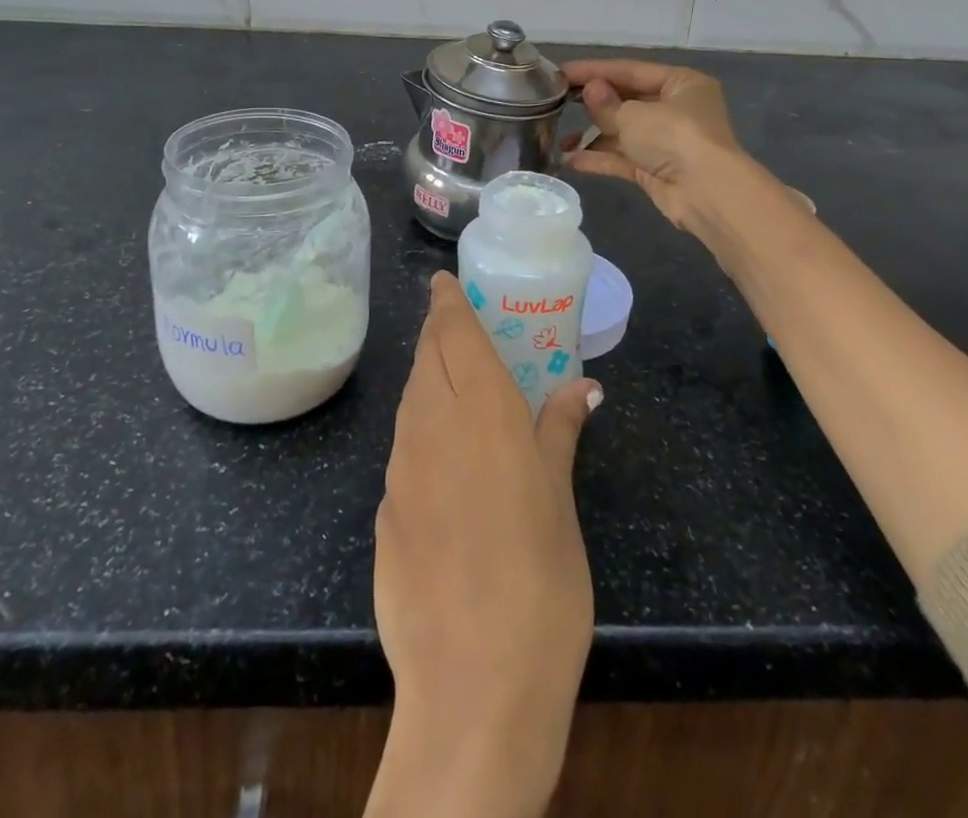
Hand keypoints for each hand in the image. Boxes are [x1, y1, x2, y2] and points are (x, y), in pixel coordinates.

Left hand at [369, 273, 600, 817]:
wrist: (473, 686)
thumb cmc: (540, 581)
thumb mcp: (561, 500)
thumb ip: (560, 431)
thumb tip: (582, 387)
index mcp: (482, 411)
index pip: (454, 332)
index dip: (447, 301)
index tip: (444, 281)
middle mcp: (432, 425)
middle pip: (426, 356)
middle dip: (438, 332)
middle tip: (457, 324)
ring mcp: (401, 467)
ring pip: (410, 397)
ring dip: (426, 376)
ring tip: (451, 377)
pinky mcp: (385, 510)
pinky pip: (404, 446)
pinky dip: (420, 426)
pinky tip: (443, 453)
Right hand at [562, 59, 746, 230]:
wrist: (706, 193)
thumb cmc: (674, 137)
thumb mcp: (634, 115)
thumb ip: (606, 104)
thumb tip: (590, 91)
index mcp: (680, 83)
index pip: (630, 70)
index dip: (594, 70)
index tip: (560, 72)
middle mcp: (676, 109)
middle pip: (627, 100)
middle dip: (593, 104)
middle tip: (557, 101)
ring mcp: (667, 141)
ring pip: (623, 132)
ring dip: (593, 135)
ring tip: (560, 137)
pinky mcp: (657, 170)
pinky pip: (623, 158)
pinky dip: (599, 158)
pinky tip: (570, 160)